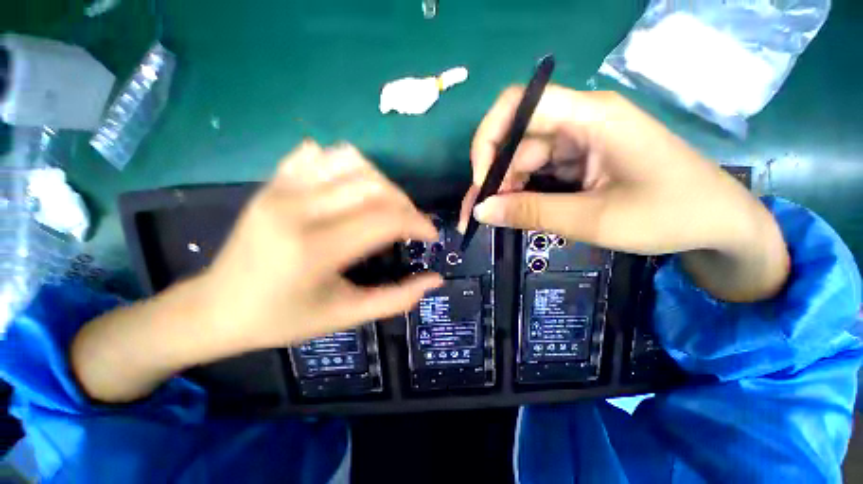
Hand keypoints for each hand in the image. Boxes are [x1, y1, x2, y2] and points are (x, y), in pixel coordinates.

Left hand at [202, 141, 442, 350]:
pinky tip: (353, 189)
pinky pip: (321, 156)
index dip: (418, 223)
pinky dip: (348, 165)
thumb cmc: (283, 319)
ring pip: (352, 162)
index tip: (431, 235)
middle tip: (411, 224)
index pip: (385, 220)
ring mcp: (281, 189)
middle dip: (405, 203)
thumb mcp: (345, 316)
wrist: (216, 307)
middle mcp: (297, 210)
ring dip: (382, 182)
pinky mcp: (272, 182)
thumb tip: (435, 279)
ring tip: (386, 206)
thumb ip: (396, 299)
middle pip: (373, 186)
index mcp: (315, 250)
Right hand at [460, 86, 788, 301]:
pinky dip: (521, 192)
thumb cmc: (670, 216)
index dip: (489, 139)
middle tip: (477, 214)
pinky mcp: (581, 161)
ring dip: (504, 188)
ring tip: (492, 219)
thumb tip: (481, 212)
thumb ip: (531, 212)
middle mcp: (581, 121)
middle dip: (492, 177)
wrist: (718, 225)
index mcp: (591, 117)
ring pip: (523, 159)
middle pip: (517, 139)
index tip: (480, 181)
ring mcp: (580, 141)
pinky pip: (538, 172)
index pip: (520, 105)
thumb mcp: (593, 219)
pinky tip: (515, 211)